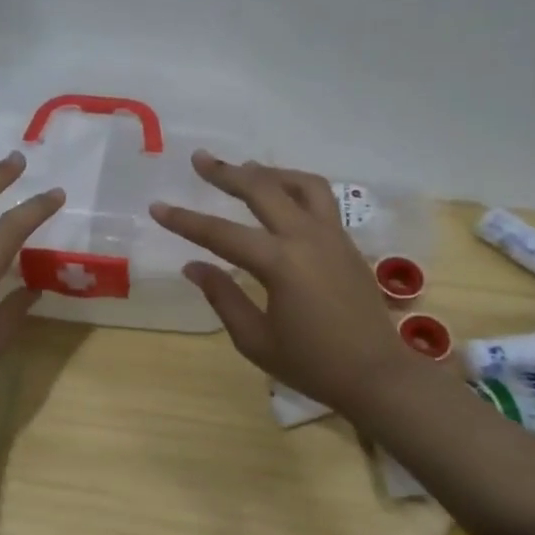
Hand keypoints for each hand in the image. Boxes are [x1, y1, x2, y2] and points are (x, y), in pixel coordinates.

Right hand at [150, 151, 417, 418]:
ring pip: (300, 184)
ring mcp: (332, 236)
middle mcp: (307, 238)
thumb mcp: (255, 339)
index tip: (157, 207)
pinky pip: (320, 199)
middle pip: (262, 190)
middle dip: (226, 173)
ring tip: (244, 169)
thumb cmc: (312, 364)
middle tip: (200, 159)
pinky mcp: (347, 243)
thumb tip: (193, 266)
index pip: (221, 234)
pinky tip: (281, 196)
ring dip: (268, 173)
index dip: (185, 220)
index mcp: (280, 263)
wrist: (377, 375)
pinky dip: (294, 187)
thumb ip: (223, 297)